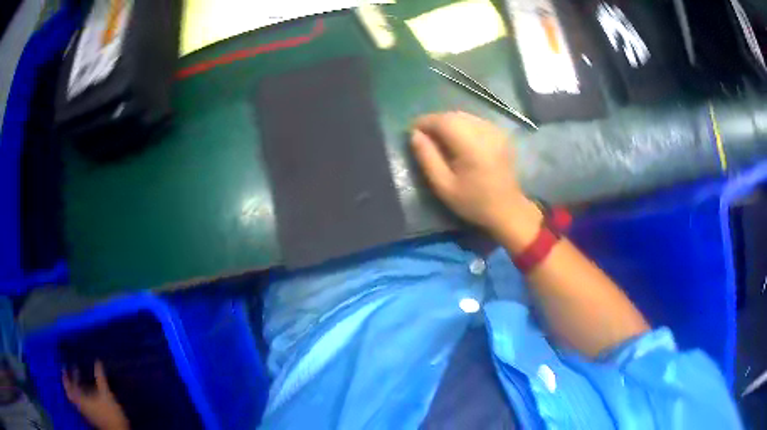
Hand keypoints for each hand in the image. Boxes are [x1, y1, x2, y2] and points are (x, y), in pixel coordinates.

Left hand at [62, 362, 128, 429]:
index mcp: (81, 400)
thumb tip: (97, 361)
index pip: (69, 387)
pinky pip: (81, 405)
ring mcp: (87, 413)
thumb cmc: (110, 413)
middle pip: (70, 394)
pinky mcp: (92, 417)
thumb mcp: (106, 394)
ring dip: (74, 390)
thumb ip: (100, 378)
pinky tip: (86, 394)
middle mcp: (81, 406)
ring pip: (75, 400)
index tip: (64, 368)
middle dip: (68, 383)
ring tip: (77, 382)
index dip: (65, 377)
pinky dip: (80, 397)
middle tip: (67, 373)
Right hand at [411, 112, 540, 244]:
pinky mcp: (500, 134)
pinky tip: (459, 140)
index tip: (412, 132)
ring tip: (440, 138)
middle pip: (453, 115)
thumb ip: (427, 157)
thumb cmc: (473, 202)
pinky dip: (463, 125)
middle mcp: (485, 131)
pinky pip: (476, 121)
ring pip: (464, 116)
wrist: (507, 209)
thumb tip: (415, 135)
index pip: (442, 120)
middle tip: (424, 137)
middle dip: (435, 122)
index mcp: (471, 145)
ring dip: (448, 123)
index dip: (424, 122)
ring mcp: (495, 131)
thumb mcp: (443, 185)